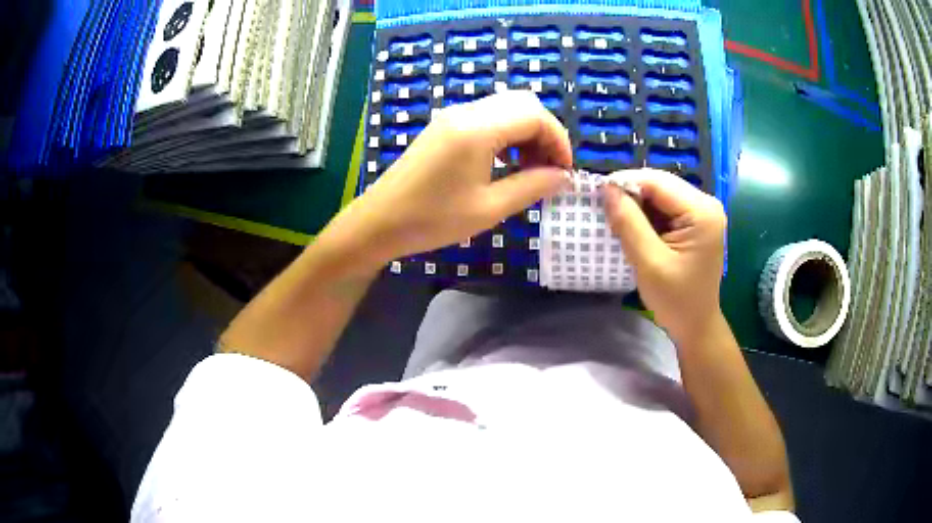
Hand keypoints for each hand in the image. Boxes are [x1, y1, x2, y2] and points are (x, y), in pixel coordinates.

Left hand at [324, 90, 571, 268]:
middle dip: (545, 132)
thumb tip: (563, 176)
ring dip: (527, 131)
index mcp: (478, 129)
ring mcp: (453, 115)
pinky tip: (505, 161)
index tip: (565, 171)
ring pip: (506, 107)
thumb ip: (531, 187)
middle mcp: (466, 112)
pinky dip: (507, 132)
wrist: (379, 221)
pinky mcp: (445, 125)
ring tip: (529, 169)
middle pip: (523, 103)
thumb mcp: (489, 209)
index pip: (535, 115)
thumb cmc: (432, 219)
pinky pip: (487, 116)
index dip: (559, 140)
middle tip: (548, 169)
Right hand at [601, 169, 726, 339]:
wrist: (695, 325)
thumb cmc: (676, 300)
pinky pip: (664, 207)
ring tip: (615, 219)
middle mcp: (705, 204)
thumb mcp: (649, 263)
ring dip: (636, 205)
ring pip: (660, 194)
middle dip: (630, 194)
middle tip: (604, 208)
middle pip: (660, 184)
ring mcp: (701, 212)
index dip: (625, 183)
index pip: (657, 182)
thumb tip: (606, 189)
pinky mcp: (694, 222)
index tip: (597, 195)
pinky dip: (645, 214)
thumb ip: (629, 223)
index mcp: (702, 211)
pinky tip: (633, 227)